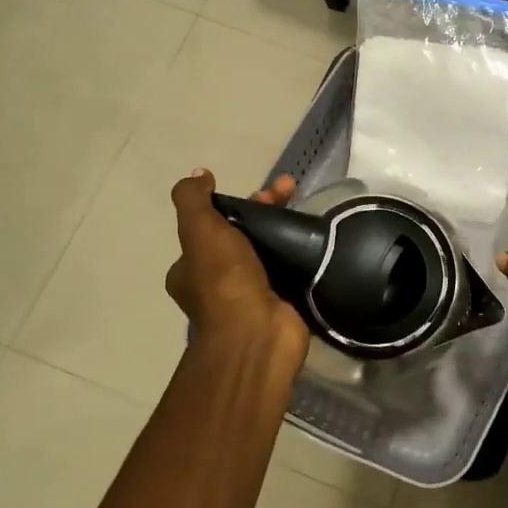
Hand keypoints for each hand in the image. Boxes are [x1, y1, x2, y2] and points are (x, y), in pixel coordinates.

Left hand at [167, 170, 309, 363]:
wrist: (259, 332)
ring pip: (267, 251)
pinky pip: (289, 271)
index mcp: (190, 269)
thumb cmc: (224, 280)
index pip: (211, 227)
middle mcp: (216, 284)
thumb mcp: (199, 230)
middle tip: (287, 193)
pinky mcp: (280, 303)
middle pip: (242, 235)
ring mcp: (250, 296)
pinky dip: (300, 254)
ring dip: (284, 229)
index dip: (233, 203)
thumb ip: (192, 200)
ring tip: (306, 209)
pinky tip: (317, 238)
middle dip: (264, 210)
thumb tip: (197, 175)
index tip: (258, 191)